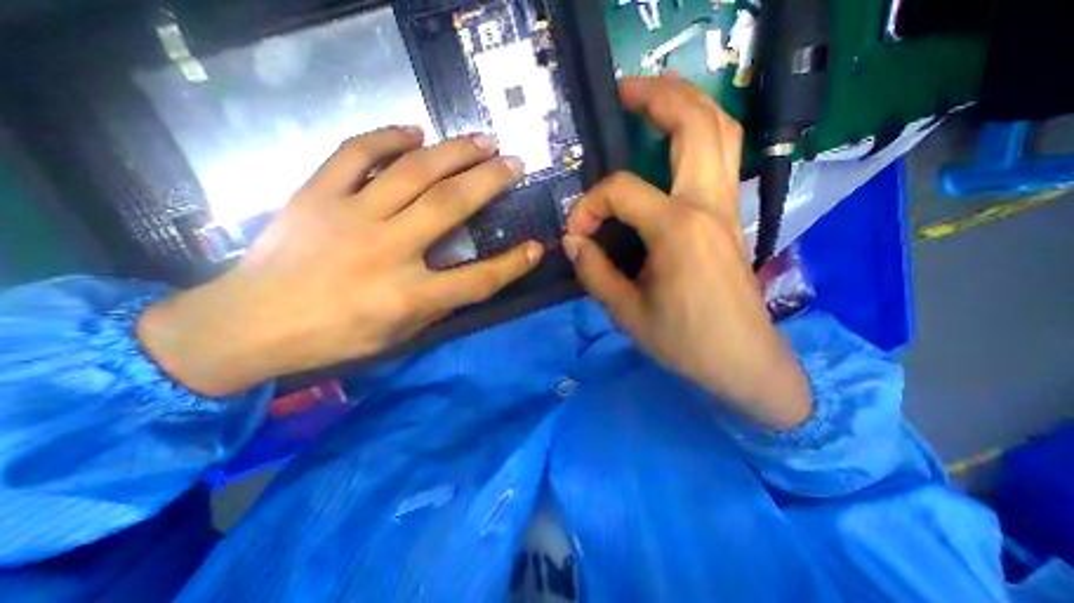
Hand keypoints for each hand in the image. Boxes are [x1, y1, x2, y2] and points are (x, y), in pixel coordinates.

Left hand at [139, 126, 546, 395]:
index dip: (513, 264)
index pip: (479, 279)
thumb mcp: (398, 336)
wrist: (248, 324)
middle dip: (491, 180)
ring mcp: (350, 216)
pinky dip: (388, 137)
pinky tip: (414, 132)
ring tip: (480, 140)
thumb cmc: (333, 338)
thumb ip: (437, 306)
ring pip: (413, 171)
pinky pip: (355, 153)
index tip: (536, 247)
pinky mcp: (317, 195)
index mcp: (408, 295)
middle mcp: (387, 249)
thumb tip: (465, 277)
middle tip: (514, 163)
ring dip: (453, 151)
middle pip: (452, 205)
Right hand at [566, 79, 809, 430]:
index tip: (577, 234)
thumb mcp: (627, 311)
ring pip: (720, 131)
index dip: (589, 206)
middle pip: (695, 125)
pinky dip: (701, 133)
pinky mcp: (729, 218)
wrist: (742, 361)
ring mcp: (726, 208)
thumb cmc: (684, 341)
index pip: (622, 191)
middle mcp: (707, 206)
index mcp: (678, 230)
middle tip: (625, 90)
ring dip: (688, 104)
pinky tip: (677, 139)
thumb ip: (594, 271)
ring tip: (654, 97)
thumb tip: (573, 240)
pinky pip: (722, 158)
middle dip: (659, 97)